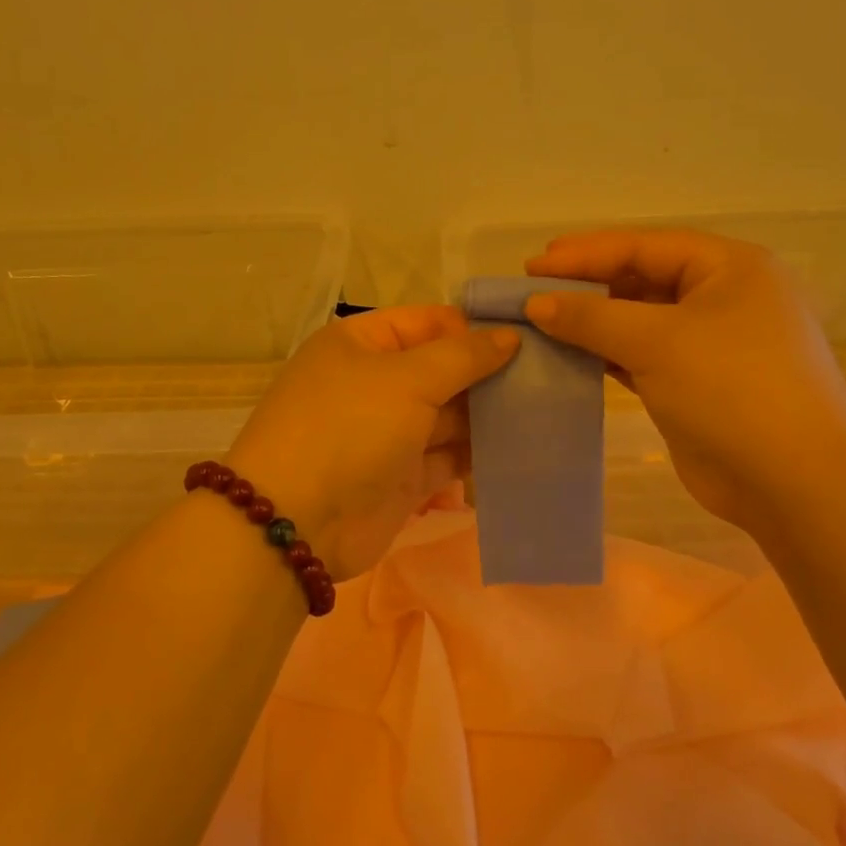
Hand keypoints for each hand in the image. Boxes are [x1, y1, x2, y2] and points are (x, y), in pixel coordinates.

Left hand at [226, 306, 518, 578]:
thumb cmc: (349, 428)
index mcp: (361, 344)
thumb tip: (509, 336)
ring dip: (489, 414)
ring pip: (450, 415)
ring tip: (545, 408)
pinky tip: (523, 446)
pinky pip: (449, 456)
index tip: (528, 337)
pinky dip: (480, 452)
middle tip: (548, 375)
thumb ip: (464, 356)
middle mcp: (374, 384)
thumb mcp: (406, 378)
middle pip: (442, 369)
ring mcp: (389, 433)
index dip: (473, 328)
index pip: (427, 322)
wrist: (298, 523)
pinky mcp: (403, 477)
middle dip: (488, 373)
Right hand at [524, 230, 845, 527]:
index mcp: (729, 267)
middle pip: (642, 279)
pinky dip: (606, 355)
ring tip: (540, 322)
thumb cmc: (732, 388)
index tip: (531, 265)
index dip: (586, 253)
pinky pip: (641, 357)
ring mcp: (710, 344)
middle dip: (587, 286)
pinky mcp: (694, 384)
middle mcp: (722, 298)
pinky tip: (568, 356)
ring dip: (592, 322)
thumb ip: (592, 317)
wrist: (794, 481)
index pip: (645, 246)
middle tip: (532, 291)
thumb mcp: (658, 341)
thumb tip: (535, 303)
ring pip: (639, 321)